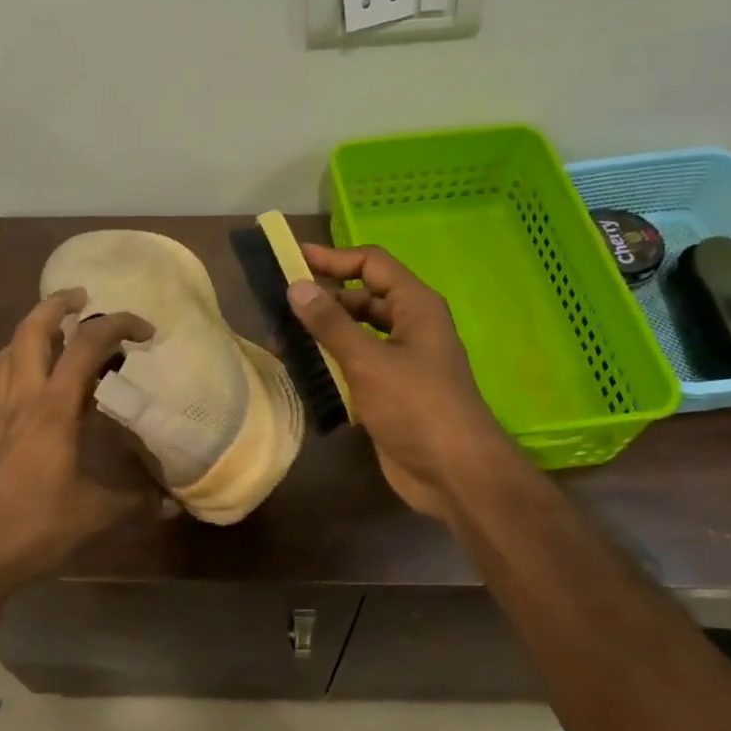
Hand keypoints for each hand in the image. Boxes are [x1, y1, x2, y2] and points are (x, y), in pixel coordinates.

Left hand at [0, 290, 157, 588]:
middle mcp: (22, 402)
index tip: (145, 331)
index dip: (117, 326)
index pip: (87, 346)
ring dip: (24, 340)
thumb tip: (173, 506)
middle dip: (54, 305)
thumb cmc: (38, 525)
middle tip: (79, 297)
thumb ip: (135, 502)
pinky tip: (8, 411)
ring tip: (47, 338)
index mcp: (54, 408)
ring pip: (3, 362)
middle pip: (30, 334)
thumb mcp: (97, 514)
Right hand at [288, 244, 517, 519]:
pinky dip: (330, 363)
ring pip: (355, 334)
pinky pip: (354, 365)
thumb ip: (331, 324)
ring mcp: (400, 360)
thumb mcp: (369, 361)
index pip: (371, 264)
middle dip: (322, 299)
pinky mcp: (389, 391)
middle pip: (361, 298)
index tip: (291, 259)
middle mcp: (410, 326)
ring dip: (322, 334)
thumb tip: (297, 286)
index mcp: (416, 306)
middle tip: (278, 304)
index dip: (332, 258)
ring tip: (279, 337)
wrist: (453, 473)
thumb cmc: (417, 406)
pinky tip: (300, 369)